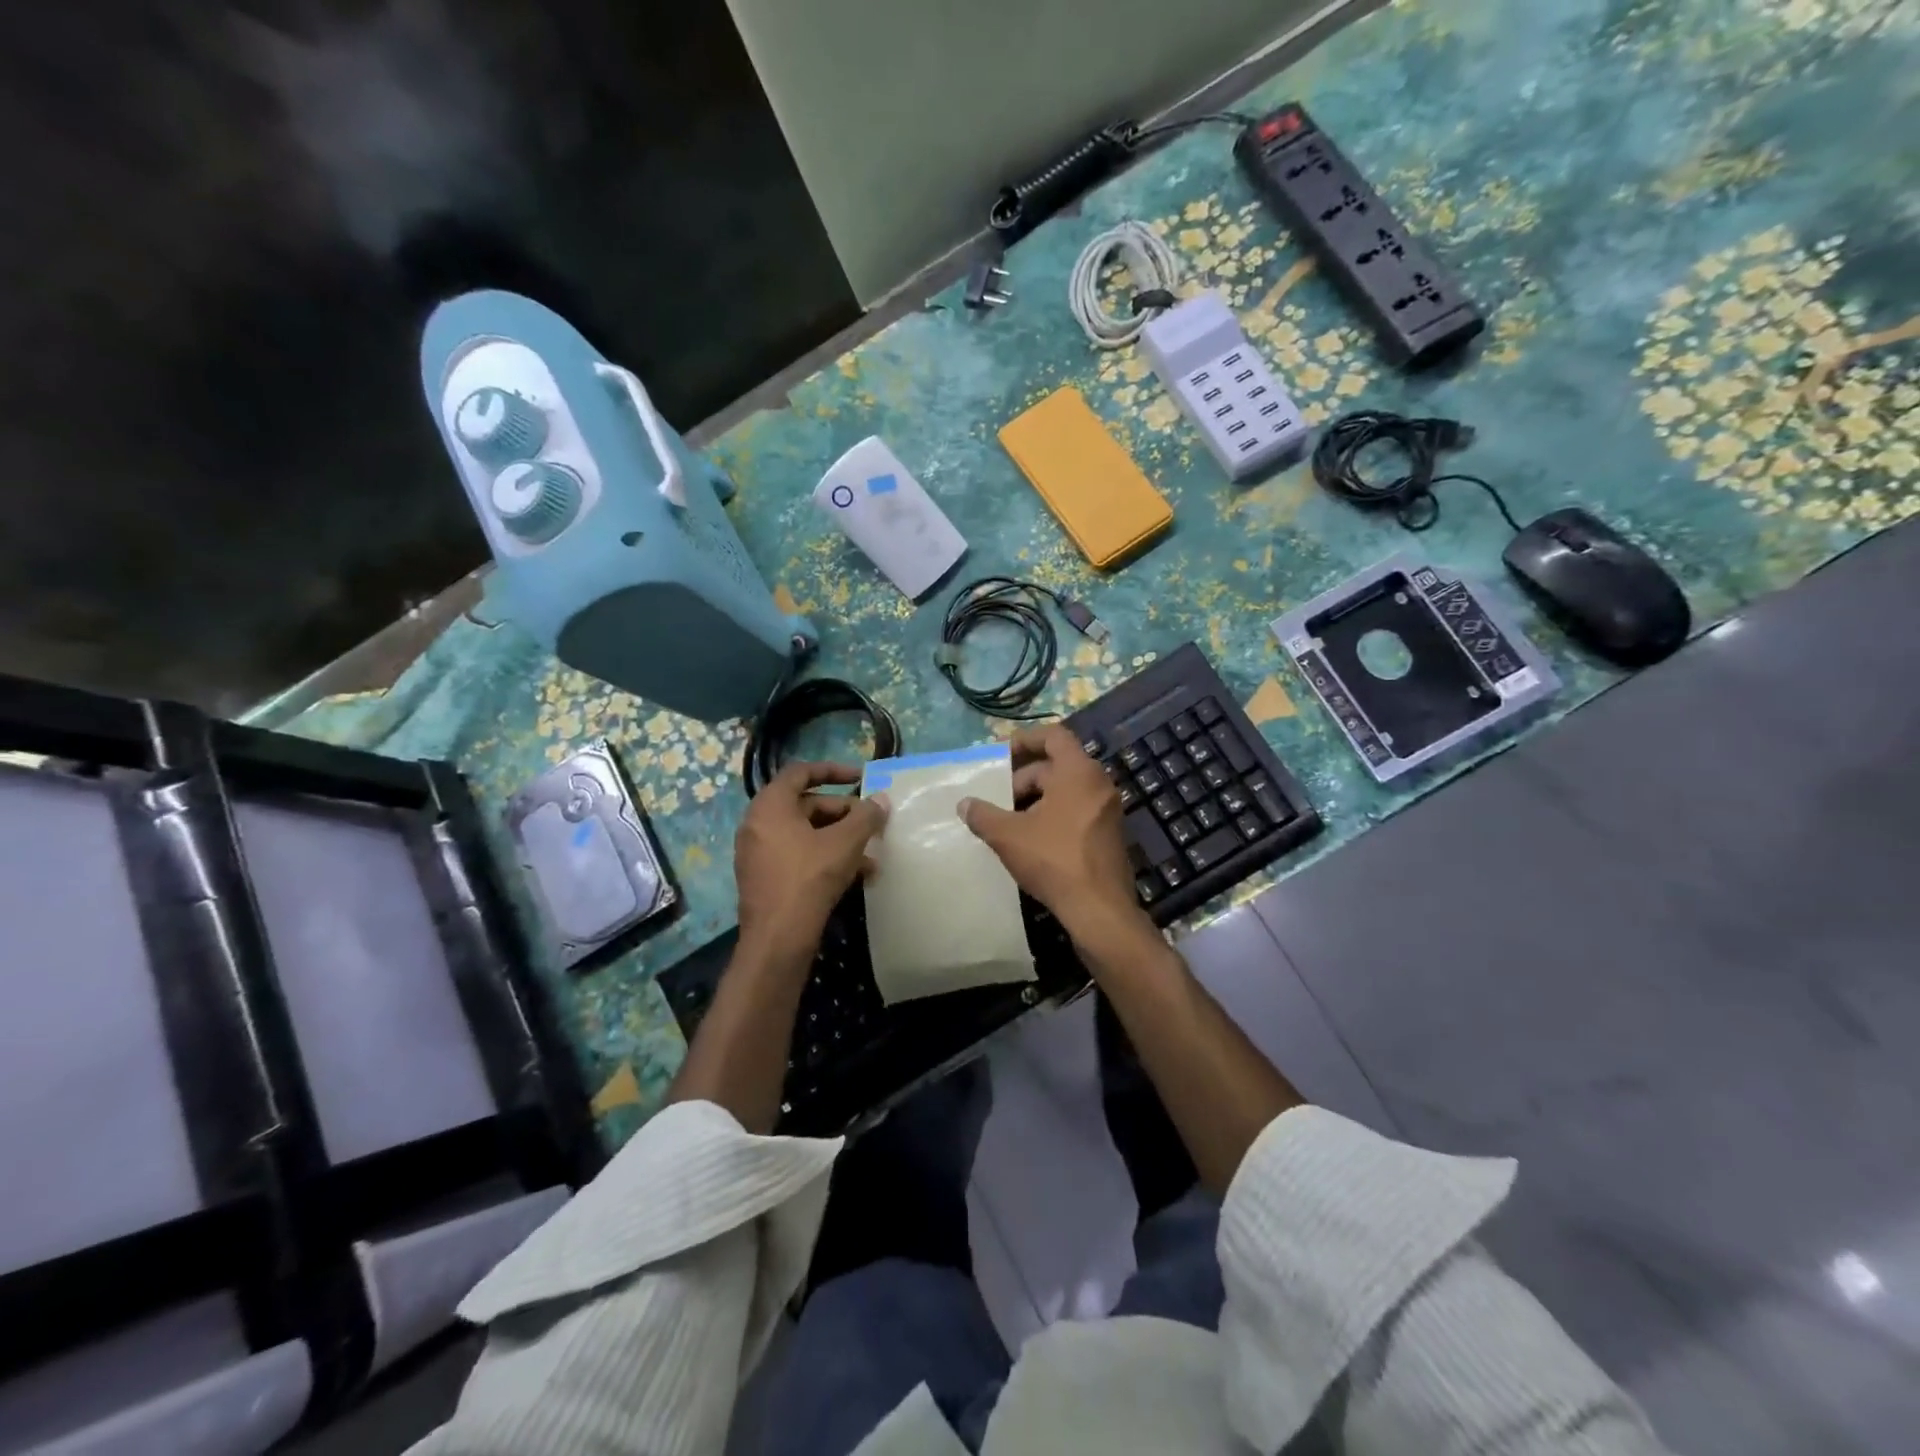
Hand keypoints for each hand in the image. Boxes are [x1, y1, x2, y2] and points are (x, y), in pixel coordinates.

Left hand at [735, 762, 888, 956]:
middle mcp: (758, 823)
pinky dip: (825, 857)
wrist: (778, 938)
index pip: (801, 772)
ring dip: (840, 839)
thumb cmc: (809, 878)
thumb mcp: (845, 843)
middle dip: (844, 813)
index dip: (833, 770)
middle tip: (872, 823)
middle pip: (806, 805)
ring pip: (806, 834)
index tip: (860, 777)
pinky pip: (798, 855)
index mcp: (770, 805)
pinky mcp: (764, 877)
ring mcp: (758, 852)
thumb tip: (882, 799)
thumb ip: (866, 816)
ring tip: (872, 855)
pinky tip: (858, 875)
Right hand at [958, 725, 1150, 946]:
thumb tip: (964, 804)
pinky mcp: (1108, 834)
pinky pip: (1077, 810)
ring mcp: (1107, 810)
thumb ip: (983, 815)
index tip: (1001, 755)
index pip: (1054, 735)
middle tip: (998, 799)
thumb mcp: (1008, 835)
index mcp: (1079, 772)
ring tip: (1009, 821)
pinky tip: (1031, 839)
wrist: (1099, 909)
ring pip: (1066, 790)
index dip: (1025, 739)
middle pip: (1057, 765)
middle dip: (1023, 778)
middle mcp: (1098, 784)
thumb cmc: (1054, 860)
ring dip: (1036, 799)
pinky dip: (1053, 814)